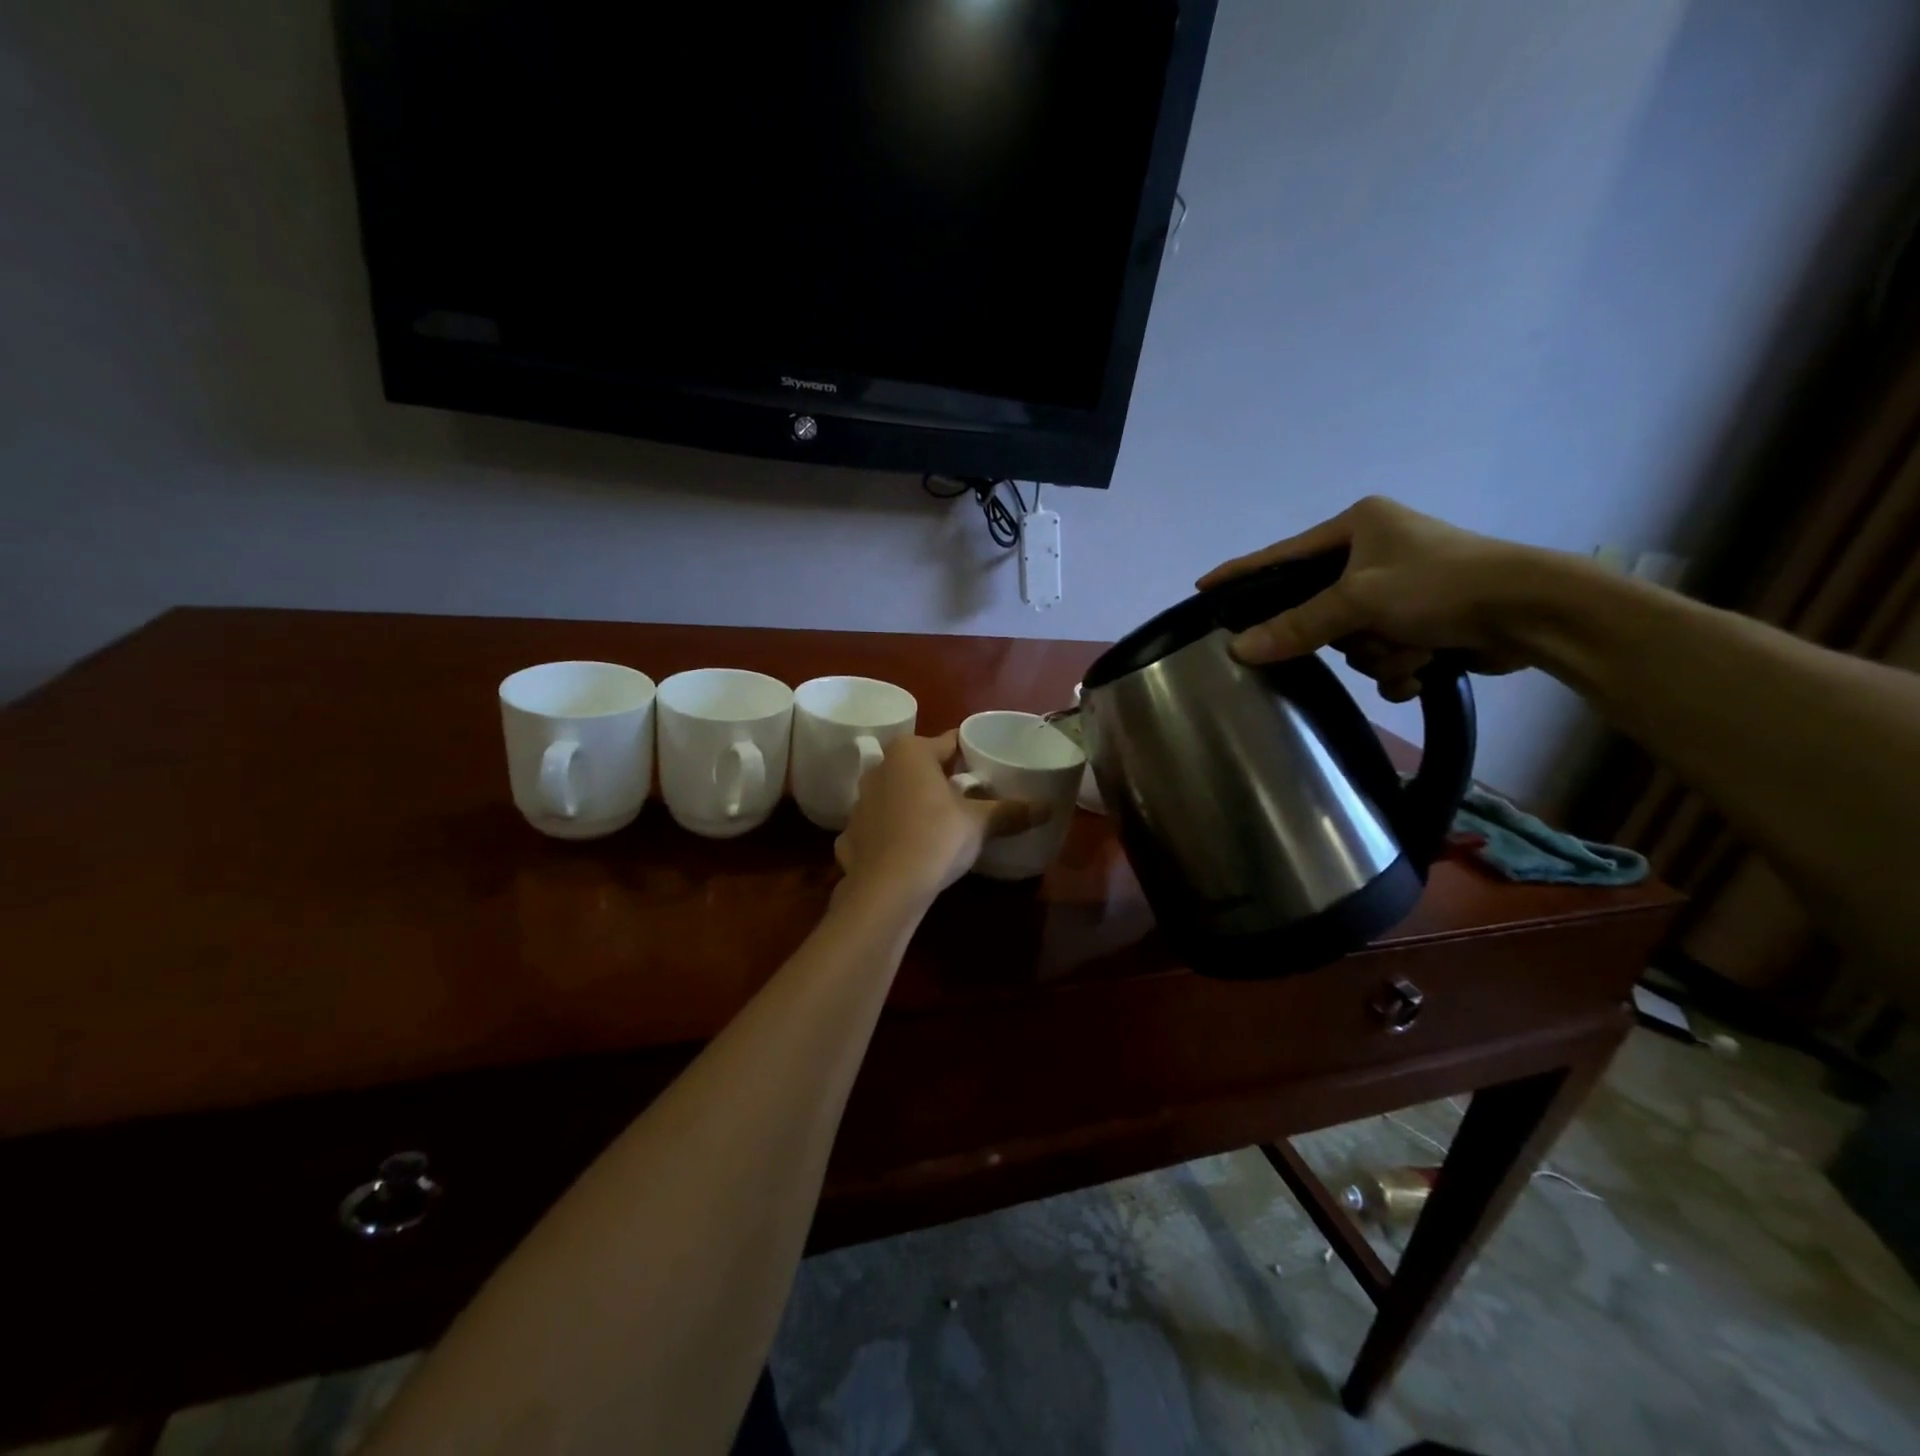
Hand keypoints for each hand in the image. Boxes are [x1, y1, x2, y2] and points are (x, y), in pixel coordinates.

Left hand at [834, 732, 1046, 902]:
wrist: (885, 889)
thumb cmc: (935, 839)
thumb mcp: (979, 824)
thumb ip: (1011, 812)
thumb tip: (1047, 808)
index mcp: (911, 752)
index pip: (951, 742)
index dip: (973, 753)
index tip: (990, 767)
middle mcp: (881, 767)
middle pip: (922, 766)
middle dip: (944, 779)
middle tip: (972, 796)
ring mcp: (861, 801)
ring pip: (898, 793)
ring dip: (917, 803)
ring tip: (943, 823)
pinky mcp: (851, 833)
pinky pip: (882, 824)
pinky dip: (896, 831)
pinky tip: (912, 848)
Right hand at [1197, 496, 1537, 700]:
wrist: (1533, 613)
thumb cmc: (1440, 585)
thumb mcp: (1358, 601)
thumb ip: (1295, 625)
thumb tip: (1237, 649)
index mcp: (1358, 526)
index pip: (1282, 555)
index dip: (1242, 574)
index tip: (1203, 588)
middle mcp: (1376, 552)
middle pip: (1319, 609)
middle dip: (1345, 633)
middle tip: (1362, 633)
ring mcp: (1400, 589)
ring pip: (1352, 640)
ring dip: (1379, 653)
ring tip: (1414, 647)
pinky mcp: (1424, 621)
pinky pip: (1382, 655)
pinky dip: (1400, 666)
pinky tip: (1425, 665)